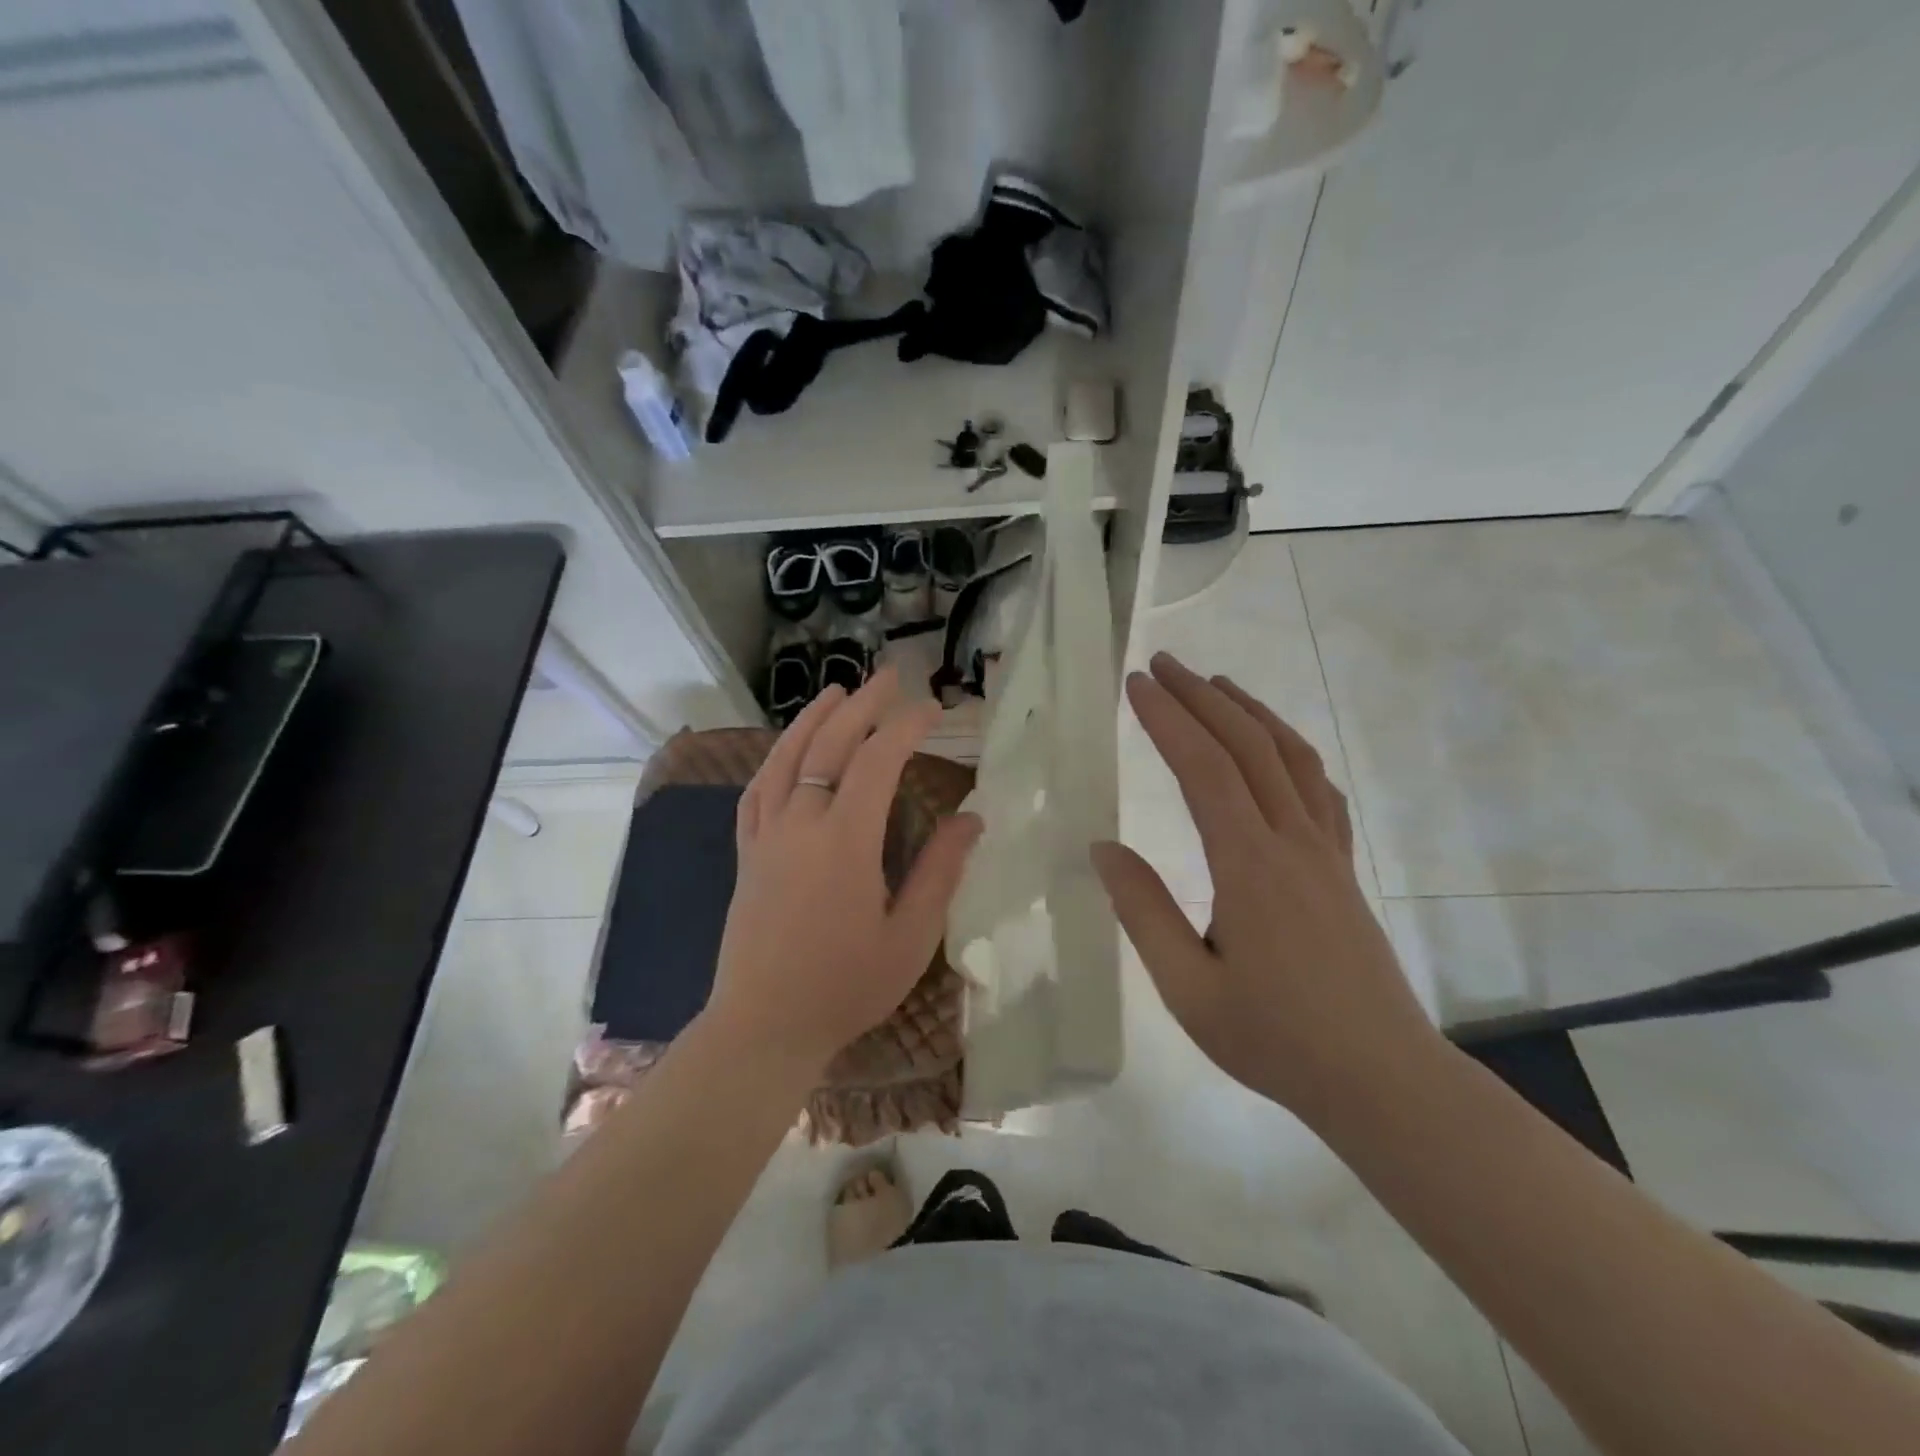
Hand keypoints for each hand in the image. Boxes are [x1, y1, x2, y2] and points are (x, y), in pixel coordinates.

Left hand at [703, 668, 981, 1079]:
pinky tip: (786, 750)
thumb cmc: (845, 987)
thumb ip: (940, 871)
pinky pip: (757, 791)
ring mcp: (767, 836)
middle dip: (863, 706)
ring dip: (813, 720)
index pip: (878, 761)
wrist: (763, 1027)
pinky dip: (775, 759)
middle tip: (889, 679)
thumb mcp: (910, 937)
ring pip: (787, 758)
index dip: (907, 726)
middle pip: (831, 745)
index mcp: (845, 841)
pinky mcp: (747, 854)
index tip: (933, 708)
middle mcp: (801, 824)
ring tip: (836, 692)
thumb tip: (971, 818)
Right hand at [1092, 654, 1441, 1125]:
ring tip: (1216, 684)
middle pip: (1248, 746)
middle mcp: (1292, 842)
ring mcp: (1325, 852)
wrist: (1382, 1080)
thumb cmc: (1275, 1039)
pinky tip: (1276, 748)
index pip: (1204, 769)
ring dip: (1251, 712)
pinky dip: (1290, 750)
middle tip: (1163, 665)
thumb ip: (1143, 912)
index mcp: (1249, 867)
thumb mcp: (1188, 988)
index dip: (1168, 720)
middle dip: (1202, 697)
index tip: (1135, 686)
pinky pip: (1318, 789)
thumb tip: (1103, 848)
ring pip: (1290, 757)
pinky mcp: (1342, 868)